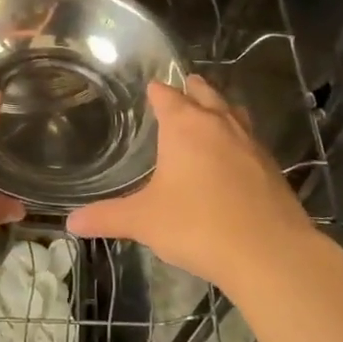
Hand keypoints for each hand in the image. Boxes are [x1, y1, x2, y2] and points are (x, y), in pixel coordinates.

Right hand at [67, 75, 316, 290]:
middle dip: (191, 90)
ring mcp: (250, 142)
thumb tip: (71, 222)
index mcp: (185, 125)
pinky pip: (250, 138)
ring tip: (209, 113)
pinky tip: (233, 156)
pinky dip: (238, 137)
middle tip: (180, 90)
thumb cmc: (197, 225)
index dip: (156, 91)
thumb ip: (107, 217)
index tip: (149, 89)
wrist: (268, 252)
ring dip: (219, 107)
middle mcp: (219, 123)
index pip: (166, 95)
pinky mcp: (271, 165)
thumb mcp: (144, 221)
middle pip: (204, 93)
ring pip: (232, 111)